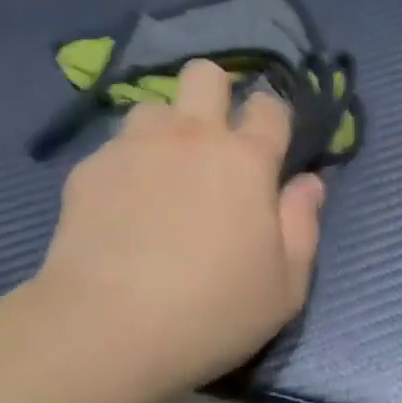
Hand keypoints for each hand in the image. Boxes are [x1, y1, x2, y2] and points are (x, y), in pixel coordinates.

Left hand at [35, 59, 326, 395]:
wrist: (104, 328)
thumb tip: (310, 182)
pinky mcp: (91, 165)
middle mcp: (191, 136)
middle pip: (204, 74)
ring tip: (158, 171)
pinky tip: (118, 206)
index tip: (268, 142)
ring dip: (163, 129)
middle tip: (211, 139)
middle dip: (214, 92)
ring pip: (154, 105)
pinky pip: (114, 146)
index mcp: (244, 159)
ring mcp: (136, 145)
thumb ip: (303, 225)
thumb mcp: (284, 286)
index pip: (269, 106)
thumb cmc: (209, 311)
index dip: (271, 116)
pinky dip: (124, 165)